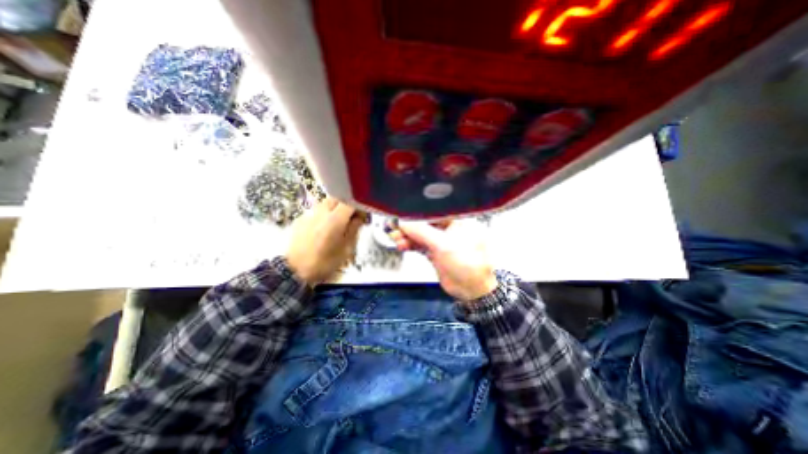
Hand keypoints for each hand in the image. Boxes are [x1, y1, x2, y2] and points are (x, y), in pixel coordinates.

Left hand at [286, 196, 364, 287]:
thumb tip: (359, 218)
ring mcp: (310, 215)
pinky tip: (324, 228)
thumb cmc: (324, 262)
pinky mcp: (301, 219)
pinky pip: (317, 211)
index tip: (362, 215)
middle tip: (352, 218)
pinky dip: (324, 215)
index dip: (359, 206)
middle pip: (338, 199)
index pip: (351, 202)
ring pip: (326, 203)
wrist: (296, 270)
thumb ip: (354, 230)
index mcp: (335, 220)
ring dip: (335, 209)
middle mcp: (322, 213)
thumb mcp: (346, 249)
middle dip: (347, 205)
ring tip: (338, 223)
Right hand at [387, 220, 495, 300]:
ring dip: (407, 236)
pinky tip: (402, 245)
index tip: (402, 216)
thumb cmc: (468, 265)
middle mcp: (449, 229)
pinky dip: (410, 245)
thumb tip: (405, 222)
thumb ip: (422, 232)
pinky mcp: (435, 252)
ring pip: (421, 235)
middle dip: (409, 226)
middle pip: (425, 223)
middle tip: (395, 227)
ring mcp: (442, 241)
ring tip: (396, 238)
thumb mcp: (443, 245)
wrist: (471, 289)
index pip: (433, 212)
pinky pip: (420, 245)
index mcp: (457, 221)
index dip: (416, 214)